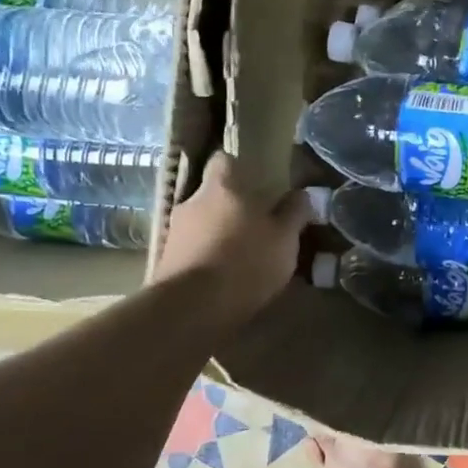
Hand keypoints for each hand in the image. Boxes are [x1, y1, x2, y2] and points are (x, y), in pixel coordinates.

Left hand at [153, 153, 310, 325]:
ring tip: (241, 256)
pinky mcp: (165, 261)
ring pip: (202, 224)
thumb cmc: (246, 262)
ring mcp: (174, 232)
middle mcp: (192, 201)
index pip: (224, 159)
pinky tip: (223, 277)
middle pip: (213, 195)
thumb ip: (294, 212)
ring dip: (218, 234)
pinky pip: (192, 250)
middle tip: (256, 225)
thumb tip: (302, 194)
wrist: (193, 308)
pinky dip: (206, 257)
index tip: (257, 181)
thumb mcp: (285, 238)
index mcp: (222, 186)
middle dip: (231, 207)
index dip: (239, 168)